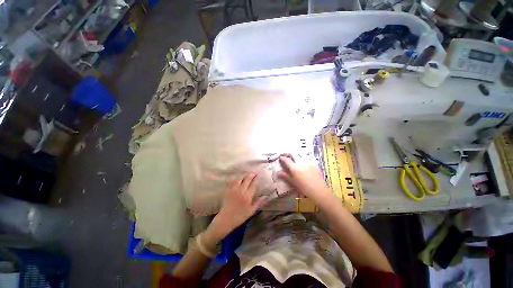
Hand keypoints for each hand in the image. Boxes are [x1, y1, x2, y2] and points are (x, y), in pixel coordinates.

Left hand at [206, 172, 264, 242]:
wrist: (225, 219)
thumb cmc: (240, 217)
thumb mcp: (251, 211)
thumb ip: (258, 203)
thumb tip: (266, 196)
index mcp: (247, 196)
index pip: (253, 185)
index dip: (256, 179)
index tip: (258, 174)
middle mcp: (241, 191)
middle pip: (247, 179)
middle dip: (251, 174)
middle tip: (254, 172)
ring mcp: (233, 190)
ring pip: (239, 179)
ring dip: (244, 176)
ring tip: (246, 175)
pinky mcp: (228, 190)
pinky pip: (232, 182)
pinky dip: (236, 179)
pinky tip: (238, 178)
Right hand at [279, 154, 333, 205]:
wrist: (317, 189)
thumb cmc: (303, 187)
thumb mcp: (293, 182)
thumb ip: (285, 176)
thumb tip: (278, 173)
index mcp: (294, 168)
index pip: (286, 160)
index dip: (283, 158)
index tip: (281, 157)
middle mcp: (300, 162)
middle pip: (293, 153)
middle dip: (289, 153)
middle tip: (287, 155)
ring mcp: (308, 161)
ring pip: (301, 153)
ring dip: (297, 153)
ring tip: (296, 155)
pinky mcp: (315, 162)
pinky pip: (310, 156)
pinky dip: (306, 156)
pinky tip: (305, 158)